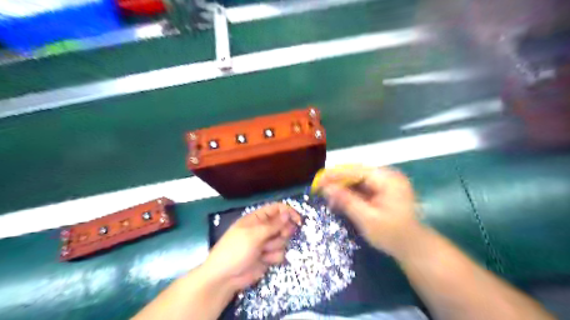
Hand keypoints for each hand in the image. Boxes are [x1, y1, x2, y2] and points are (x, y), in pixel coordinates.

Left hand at [201, 204, 298, 292]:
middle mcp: (263, 229)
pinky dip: (273, 257)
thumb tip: (287, 213)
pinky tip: (264, 260)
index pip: (276, 209)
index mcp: (257, 218)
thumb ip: (273, 225)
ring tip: (263, 251)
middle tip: (280, 236)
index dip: (288, 212)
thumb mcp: (254, 234)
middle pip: (283, 224)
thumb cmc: (236, 250)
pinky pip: (280, 253)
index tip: (298, 221)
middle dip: (283, 231)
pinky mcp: (268, 257)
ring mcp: (266, 243)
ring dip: (275, 246)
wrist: (225, 277)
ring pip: (283, 240)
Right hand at [316, 165, 417, 254]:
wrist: (414, 248)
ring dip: (342, 186)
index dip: (335, 174)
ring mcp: (386, 182)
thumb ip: (346, 201)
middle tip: (319, 188)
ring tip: (327, 195)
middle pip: (356, 172)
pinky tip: (340, 199)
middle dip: (337, 180)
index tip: (318, 181)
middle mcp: (387, 175)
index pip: (356, 170)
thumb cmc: (392, 235)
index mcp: (388, 179)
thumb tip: (326, 188)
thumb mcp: (367, 219)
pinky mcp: (384, 190)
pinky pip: (363, 186)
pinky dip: (350, 192)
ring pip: (358, 179)